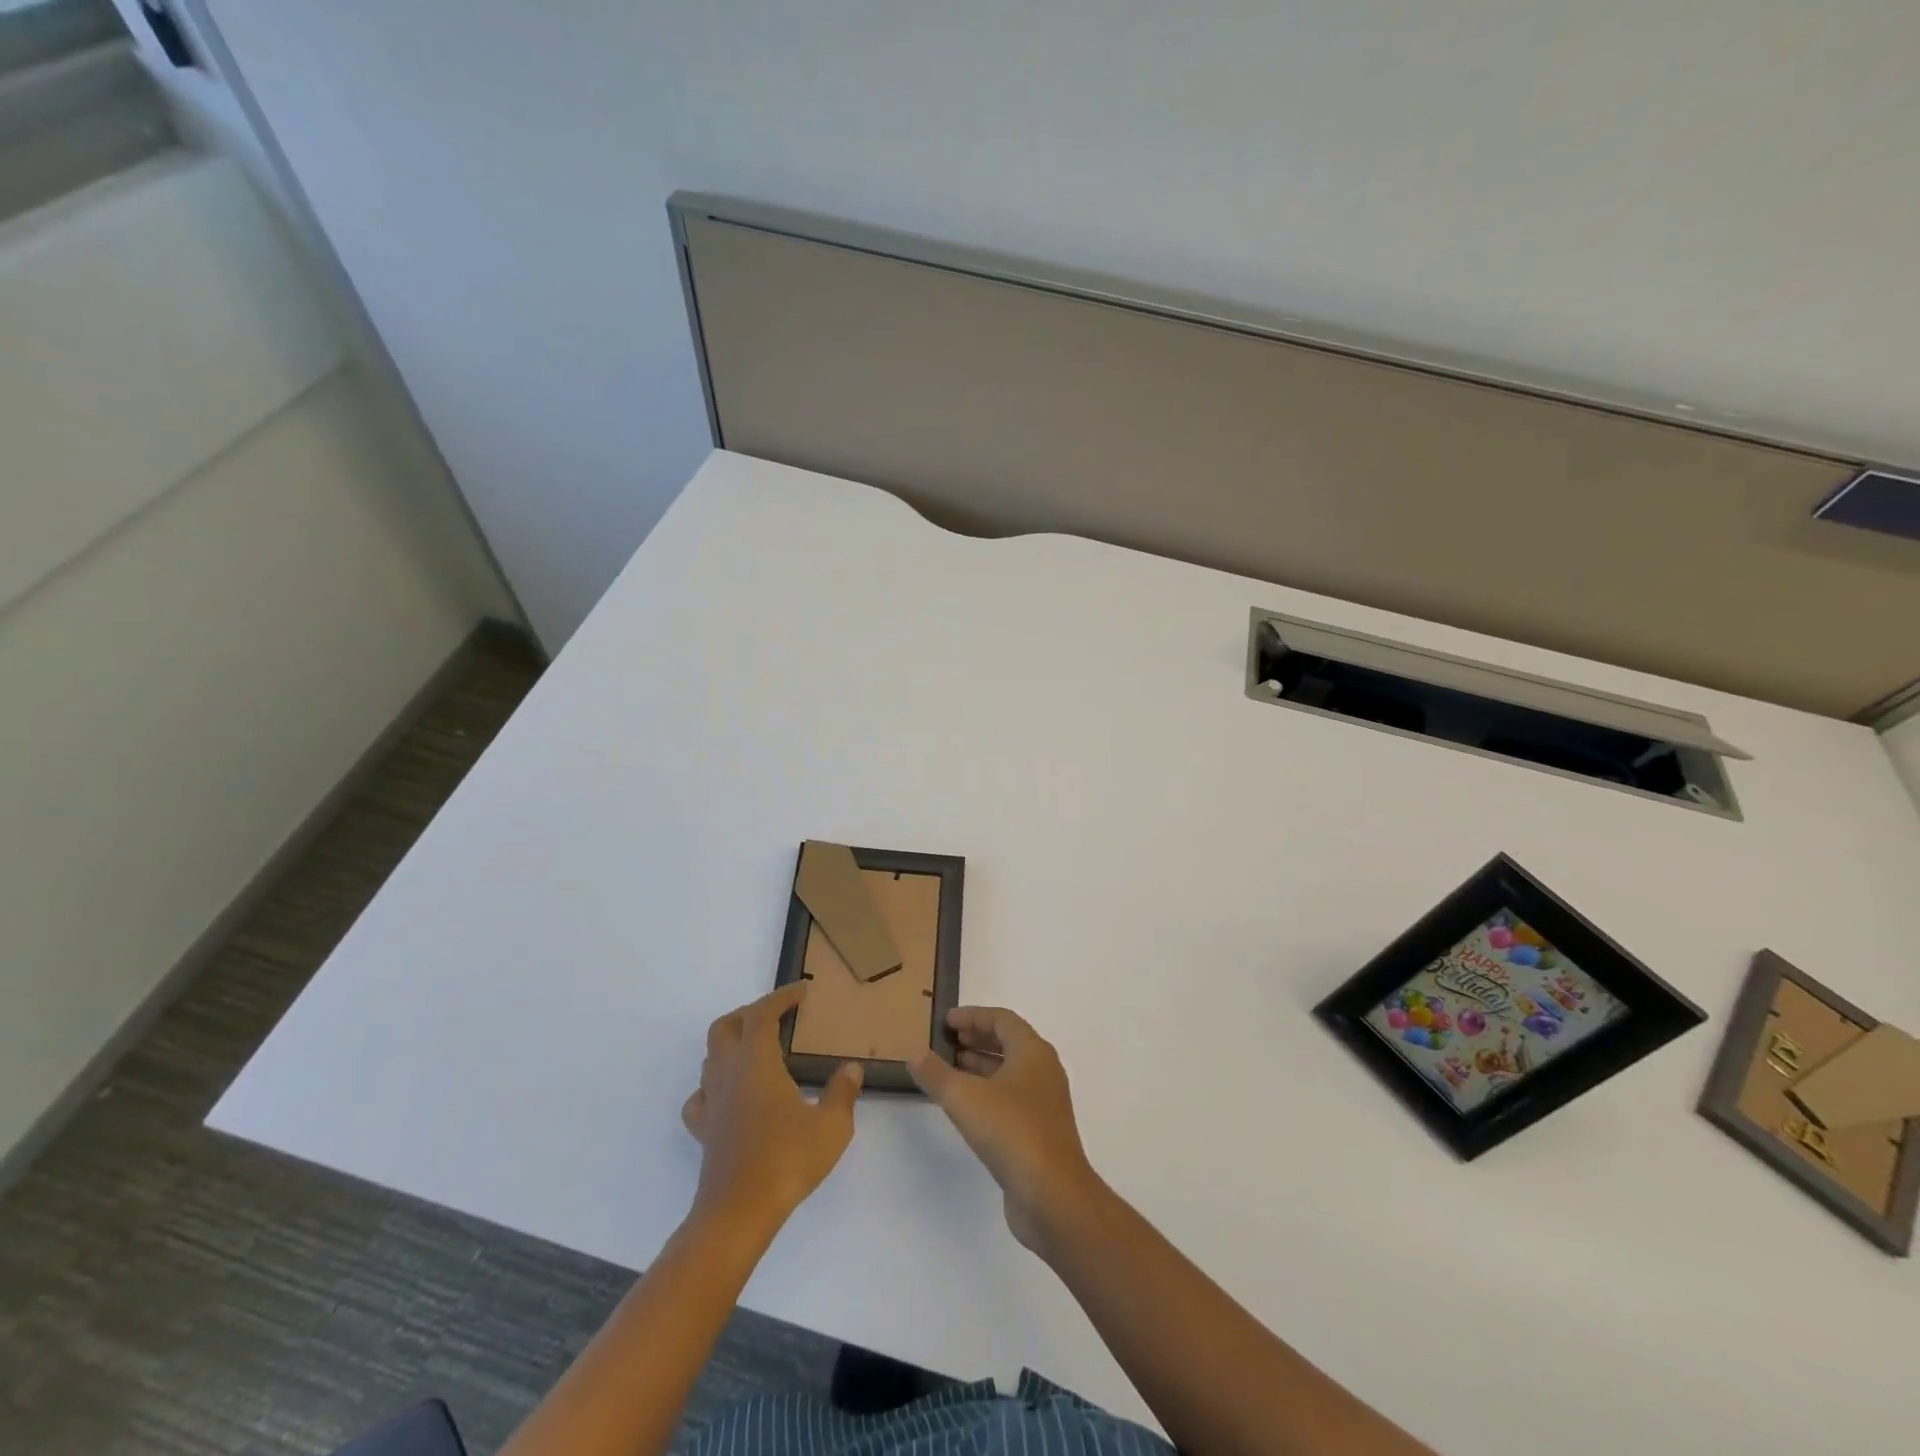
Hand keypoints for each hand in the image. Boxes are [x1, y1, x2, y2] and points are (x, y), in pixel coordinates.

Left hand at [682, 984, 861, 1238]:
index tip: (802, 991)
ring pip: (711, 1057)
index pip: (762, 1014)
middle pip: (725, 1027)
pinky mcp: (704, 1131)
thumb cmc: (787, 1161)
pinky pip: (701, 1096)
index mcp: (756, 1062)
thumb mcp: (831, 1126)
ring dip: (732, 1043)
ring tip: (758, 1050)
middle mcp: (728, 1074)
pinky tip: (732, 1094)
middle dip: (749, 1013)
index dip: (781, 997)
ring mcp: (712, 1103)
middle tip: (777, 1016)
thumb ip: (842, 1092)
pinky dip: (714, 1084)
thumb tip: (851, 1069)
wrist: (738, 1214)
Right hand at [909, 1008, 1102, 1253]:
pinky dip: (988, 1092)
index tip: (946, 1021)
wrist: (1052, 1195)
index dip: (974, 1016)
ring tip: (950, 1069)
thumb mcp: (964, 1098)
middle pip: (1009, 1043)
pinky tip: (966, 1107)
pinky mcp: (1041, 1132)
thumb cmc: (1011, 1131)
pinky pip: (1012, 1098)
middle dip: (977, 1039)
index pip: (1003, 1020)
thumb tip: (914, 1053)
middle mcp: (1044, 1071)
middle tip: (947, 1042)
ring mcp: (1045, 1103)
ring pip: (1010, 1072)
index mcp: (1033, 1052)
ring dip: (981, 1066)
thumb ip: (936, 1074)